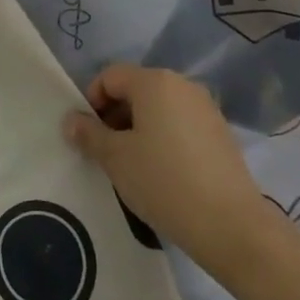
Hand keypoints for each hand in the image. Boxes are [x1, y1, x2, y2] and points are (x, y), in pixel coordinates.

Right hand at [64, 64, 288, 273]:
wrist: (229, 224)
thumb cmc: (163, 181)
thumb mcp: (116, 158)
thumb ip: (89, 134)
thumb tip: (71, 120)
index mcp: (155, 82)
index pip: (110, 76)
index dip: (92, 100)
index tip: (87, 135)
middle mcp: (183, 85)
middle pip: (136, 89)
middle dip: (115, 115)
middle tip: (106, 153)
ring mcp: (206, 107)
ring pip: (159, 108)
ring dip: (139, 128)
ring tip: (133, 166)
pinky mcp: (220, 132)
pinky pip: (180, 123)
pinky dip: (163, 137)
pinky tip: (162, 172)